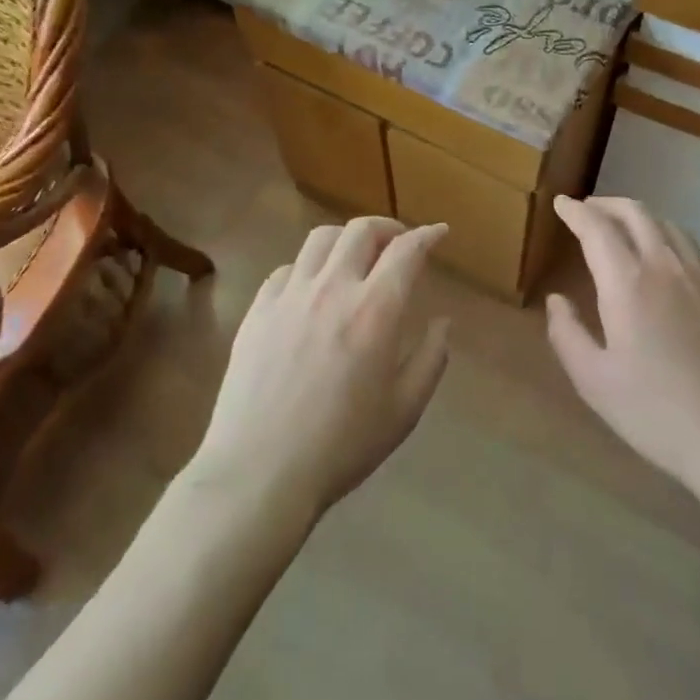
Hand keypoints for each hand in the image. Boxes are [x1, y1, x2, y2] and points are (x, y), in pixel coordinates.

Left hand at [190, 216, 450, 524]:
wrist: (260, 472)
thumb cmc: (342, 445)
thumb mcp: (404, 409)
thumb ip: (431, 358)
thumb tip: (442, 322)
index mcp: (375, 310)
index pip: (406, 251)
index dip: (428, 235)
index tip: (439, 232)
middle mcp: (332, 288)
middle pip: (361, 230)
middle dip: (388, 228)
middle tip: (398, 244)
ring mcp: (289, 296)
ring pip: (320, 239)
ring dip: (346, 239)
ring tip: (355, 258)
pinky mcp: (257, 311)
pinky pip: (286, 269)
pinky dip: (308, 268)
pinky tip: (312, 290)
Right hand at [546, 196, 699, 496]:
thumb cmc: (656, 412)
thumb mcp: (594, 381)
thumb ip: (567, 334)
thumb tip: (557, 300)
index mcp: (628, 283)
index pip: (597, 228)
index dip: (576, 211)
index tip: (561, 203)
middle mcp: (666, 267)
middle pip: (636, 213)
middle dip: (607, 204)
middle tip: (588, 209)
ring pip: (669, 226)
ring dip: (639, 217)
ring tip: (622, 228)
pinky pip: (691, 252)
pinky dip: (666, 241)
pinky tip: (662, 265)